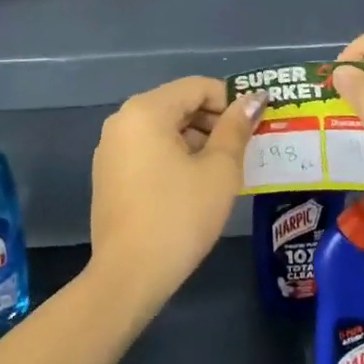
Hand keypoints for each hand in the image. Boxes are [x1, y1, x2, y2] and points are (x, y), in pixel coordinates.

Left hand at [87, 76, 264, 313]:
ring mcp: (111, 148)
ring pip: (163, 129)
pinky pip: (148, 150)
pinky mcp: (109, 175)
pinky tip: (195, 185)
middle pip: (178, 104)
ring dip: (196, 140)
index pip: (197, 87)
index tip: (255, 125)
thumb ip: (236, 128)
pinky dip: (174, 156)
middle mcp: (122, 120)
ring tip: (224, 169)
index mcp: (146, 110)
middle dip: (214, 121)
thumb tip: (253, 100)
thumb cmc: (179, 216)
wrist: (128, 277)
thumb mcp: (219, 170)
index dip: (230, 100)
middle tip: (245, 148)